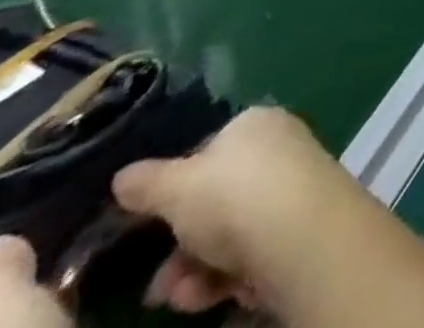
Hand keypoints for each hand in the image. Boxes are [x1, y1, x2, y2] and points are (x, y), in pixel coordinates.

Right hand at [113, 106, 341, 314]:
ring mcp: (293, 188)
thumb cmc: (234, 195)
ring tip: (176, 298)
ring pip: (232, 234)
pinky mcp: (301, 229)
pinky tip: (207, 298)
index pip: (210, 152)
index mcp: (253, 125)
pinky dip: (226, 278)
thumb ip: (148, 184)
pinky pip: (254, 253)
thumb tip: (122, 176)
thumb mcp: (177, 187)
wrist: (299, 231)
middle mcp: (278, 149)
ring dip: (195, 271)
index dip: (177, 191)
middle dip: (180, 248)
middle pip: (218, 200)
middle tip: (155, 287)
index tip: (150, 227)